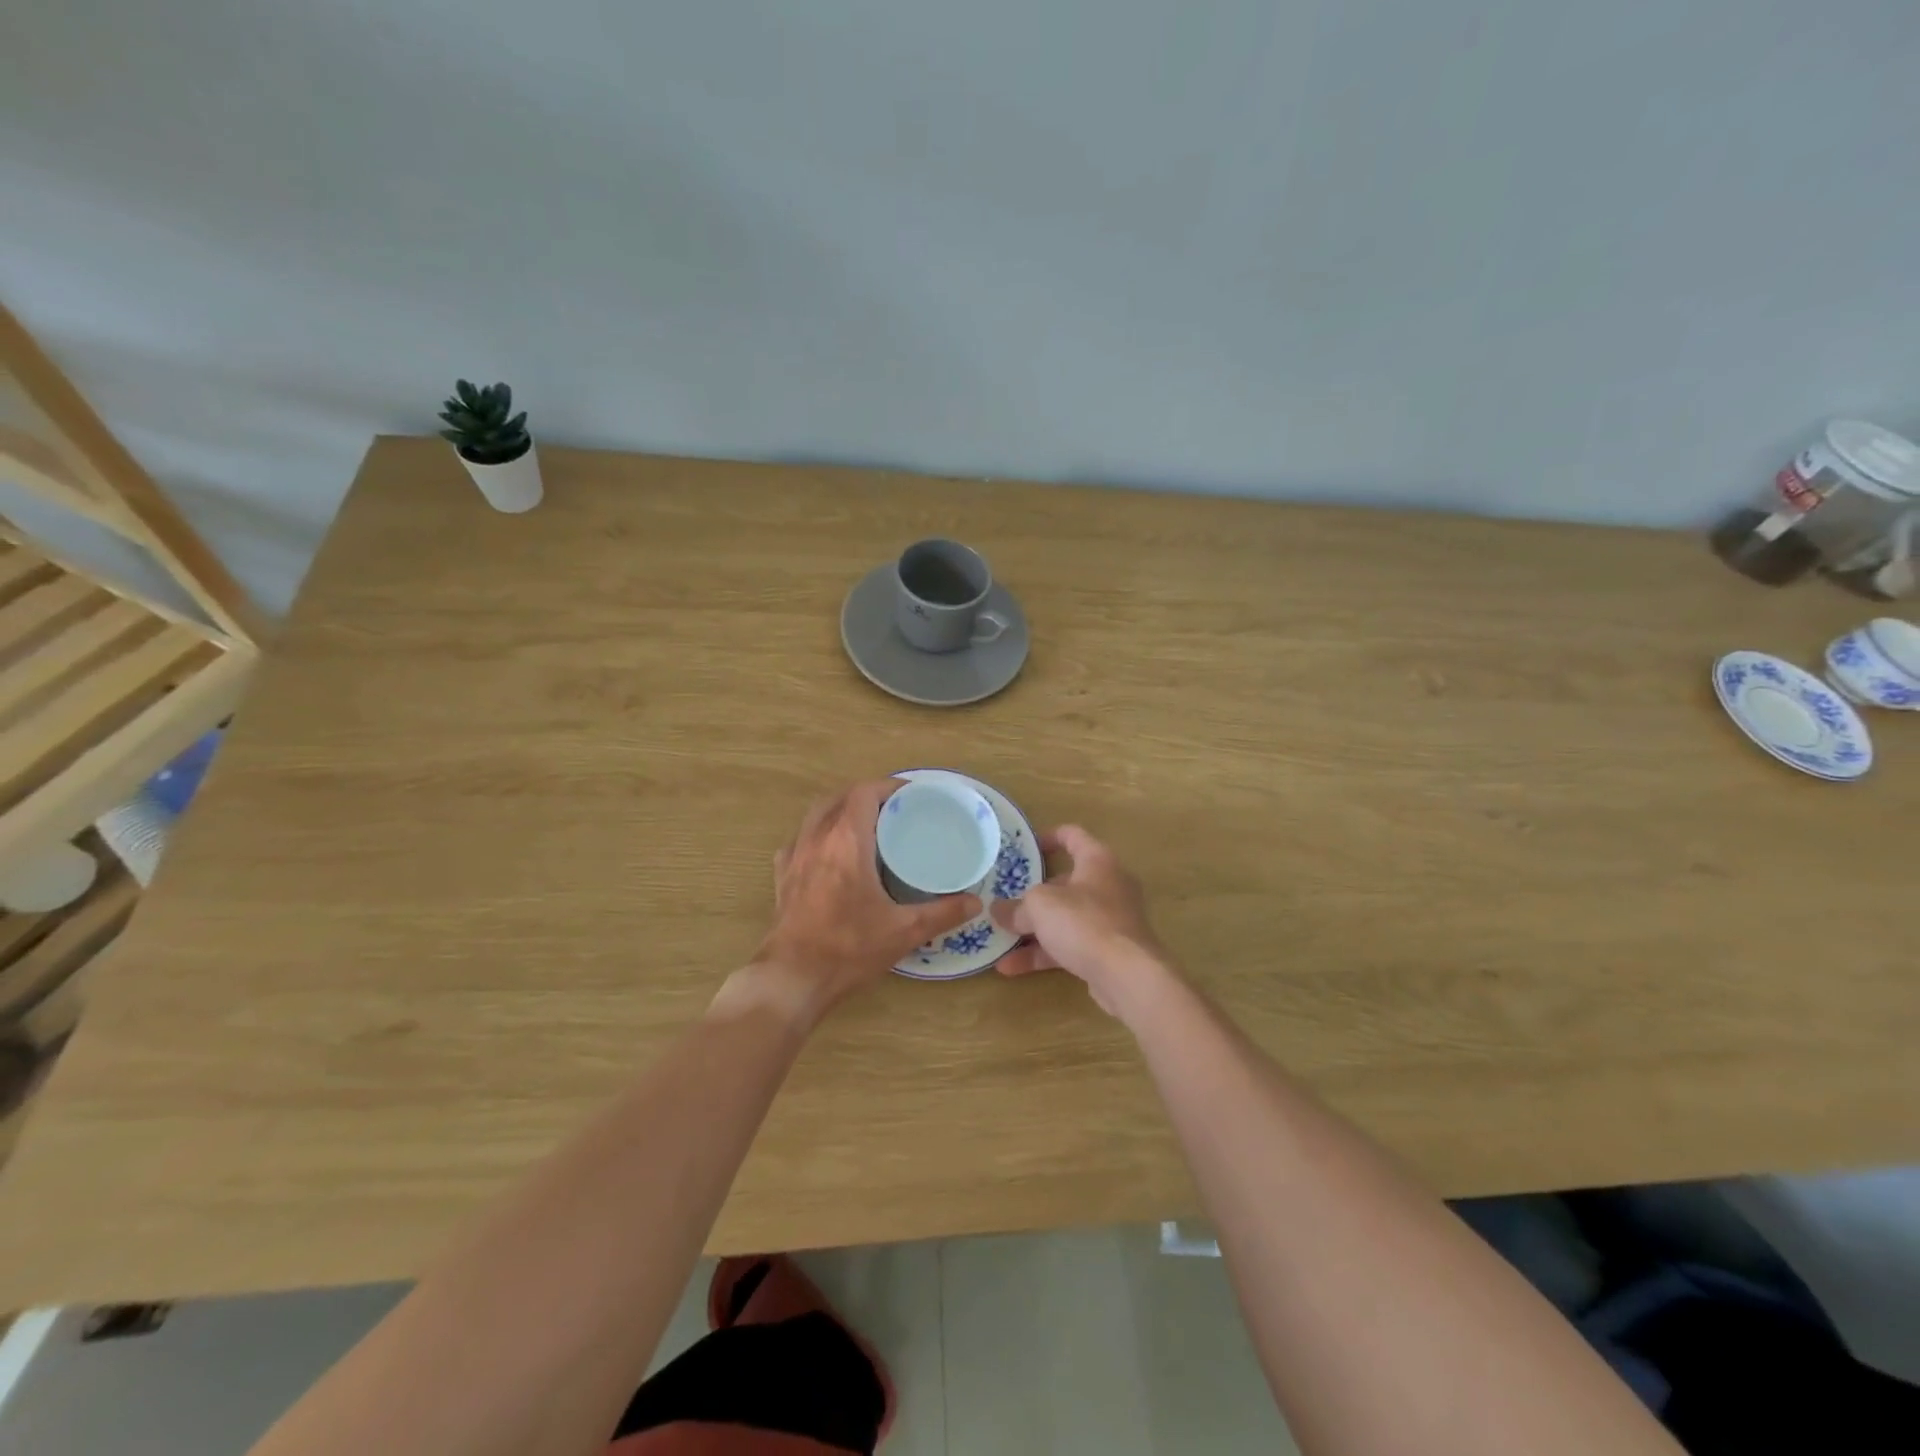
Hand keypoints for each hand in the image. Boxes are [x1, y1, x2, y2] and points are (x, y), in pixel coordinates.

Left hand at [736, 779, 980, 1022]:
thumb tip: (975, 902)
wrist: (792, 978)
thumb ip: (943, 913)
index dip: (888, 787)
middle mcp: (817, 838)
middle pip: (839, 797)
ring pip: (817, 815)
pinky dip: (818, 836)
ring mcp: (795, 856)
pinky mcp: (782, 876)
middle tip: (893, 811)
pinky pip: (800, 840)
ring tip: (865, 827)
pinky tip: (830, 854)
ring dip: (840, 811)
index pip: (864, 792)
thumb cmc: (849, 947)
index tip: (911, 796)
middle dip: (866, 796)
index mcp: (847, 840)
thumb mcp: (904, 931)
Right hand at [991, 825, 1174, 1015]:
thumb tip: (998, 910)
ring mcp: (1110, 920)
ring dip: (1033, 930)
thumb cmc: (1084, 922)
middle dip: (1033, 896)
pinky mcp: (1109, 951)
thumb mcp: (1040, 906)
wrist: (1127, 975)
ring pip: (1065, 919)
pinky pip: (1070, 945)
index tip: (1026, 848)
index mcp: (1097, 861)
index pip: (1073, 836)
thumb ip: (1016, 907)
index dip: (1049, 837)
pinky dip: (1044, 953)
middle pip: (1065, 883)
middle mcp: (1108, 885)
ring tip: (999, 940)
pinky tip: (1011, 968)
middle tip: (1007, 901)